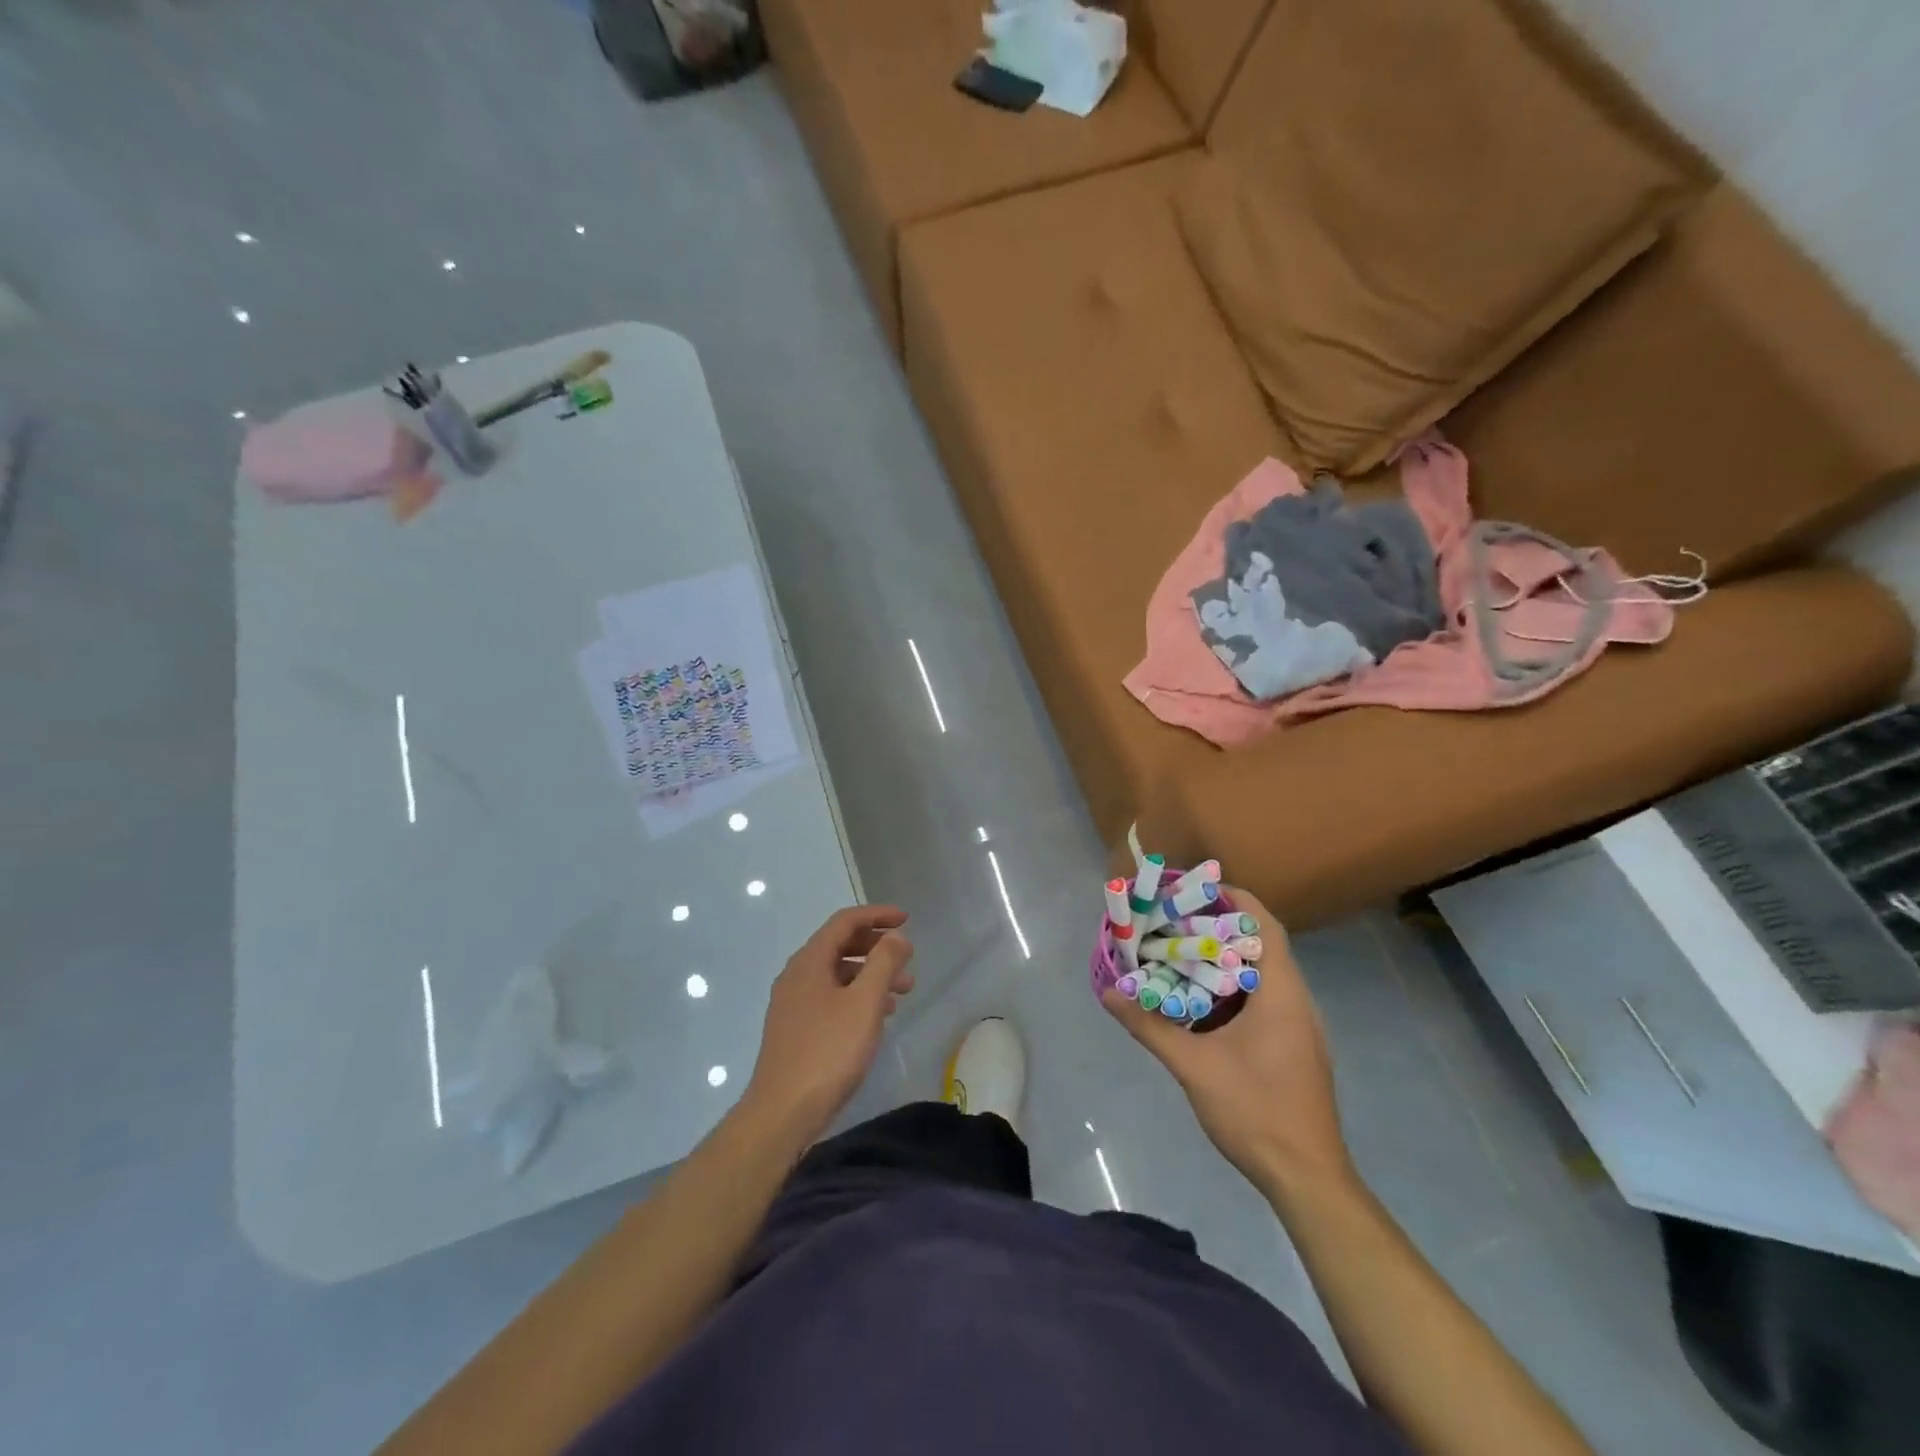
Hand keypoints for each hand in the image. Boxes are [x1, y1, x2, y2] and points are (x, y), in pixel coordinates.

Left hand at [744, 905, 914, 1142]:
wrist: (782, 1112)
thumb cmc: (828, 1052)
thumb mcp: (864, 1003)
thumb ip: (883, 964)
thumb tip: (896, 936)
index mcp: (810, 961)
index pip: (845, 921)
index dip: (877, 915)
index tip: (906, 919)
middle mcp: (797, 975)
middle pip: (840, 945)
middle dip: (876, 947)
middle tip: (907, 958)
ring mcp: (793, 1003)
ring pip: (837, 974)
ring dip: (870, 974)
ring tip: (903, 991)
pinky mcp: (795, 1028)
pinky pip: (831, 997)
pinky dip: (857, 996)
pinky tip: (877, 1016)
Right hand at [1103, 888, 1350, 1196]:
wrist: (1307, 1178)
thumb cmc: (1255, 1112)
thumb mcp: (1193, 1066)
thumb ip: (1149, 1026)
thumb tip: (1108, 992)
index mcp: (1281, 994)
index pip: (1265, 927)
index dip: (1235, 900)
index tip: (1197, 889)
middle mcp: (1297, 1001)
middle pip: (1263, 945)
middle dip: (1221, 927)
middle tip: (1177, 920)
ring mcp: (1301, 1026)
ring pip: (1264, 974)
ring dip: (1227, 959)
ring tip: (1183, 953)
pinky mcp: (1296, 1047)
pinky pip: (1266, 999)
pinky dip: (1235, 987)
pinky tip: (1202, 1002)